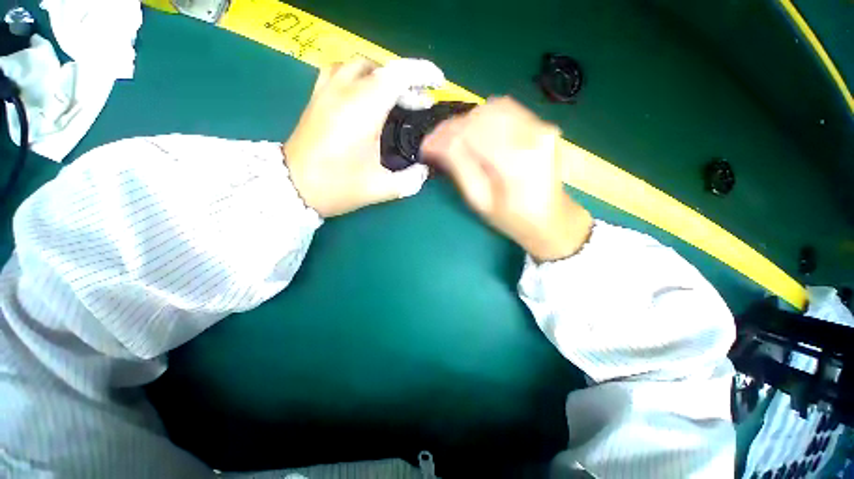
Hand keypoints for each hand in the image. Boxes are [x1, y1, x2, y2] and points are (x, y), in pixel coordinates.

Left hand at [284, 59, 443, 217]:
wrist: (293, 188)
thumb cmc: (337, 186)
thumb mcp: (379, 188)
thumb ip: (408, 180)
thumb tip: (423, 172)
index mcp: (363, 110)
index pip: (397, 75)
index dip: (421, 73)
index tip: (438, 83)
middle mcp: (344, 92)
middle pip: (381, 70)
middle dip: (406, 83)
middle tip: (418, 104)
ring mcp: (326, 92)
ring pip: (359, 66)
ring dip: (382, 77)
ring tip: (394, 98)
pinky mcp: (316, 98)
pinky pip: (340, 72)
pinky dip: (359, 78)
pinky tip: (364, 97)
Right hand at [422, 97, 592, 261]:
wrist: (551, 219)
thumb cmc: (512, 218)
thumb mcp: (480, 200)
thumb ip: (459, 167)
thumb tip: (437, 144)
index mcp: (515, 160)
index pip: (471, 132)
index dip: (443, 136)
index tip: (426, 146)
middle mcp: (531, 134)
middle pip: (481, 115)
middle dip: (452, 127)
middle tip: (435, 143)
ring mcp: (540, 126)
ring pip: (492, 107)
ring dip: (467, 120)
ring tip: (452, 138)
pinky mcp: (541, 125)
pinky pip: (507, 109)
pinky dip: (484, 118)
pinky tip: (474, 133)